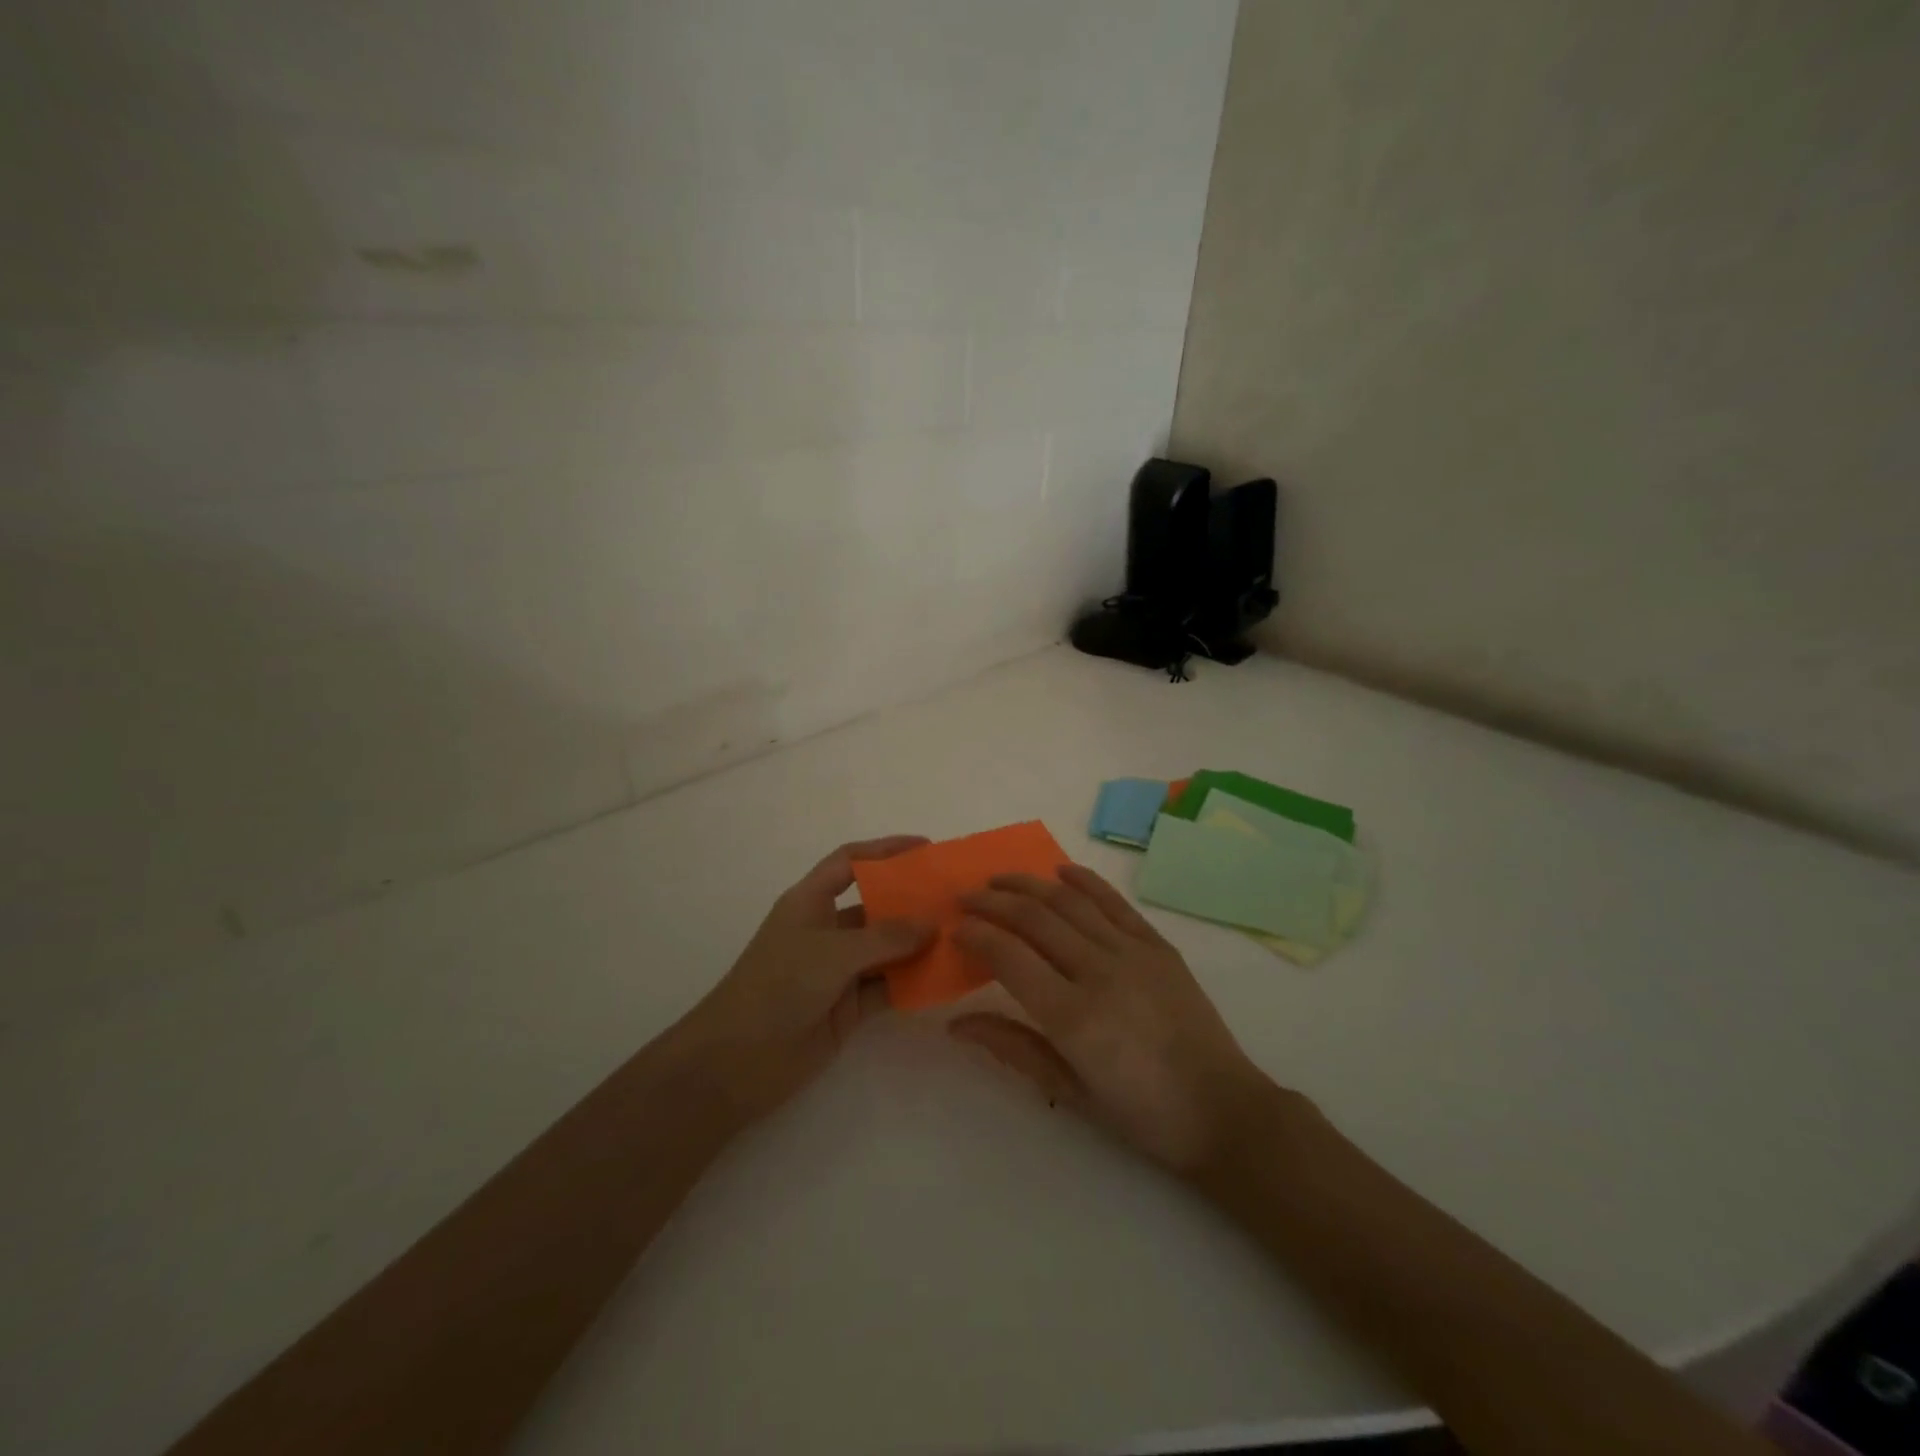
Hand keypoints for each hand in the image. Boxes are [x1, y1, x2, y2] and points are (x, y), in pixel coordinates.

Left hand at [686, 836, 933, 1121]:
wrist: (736, 1063)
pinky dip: (913, 983)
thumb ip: (885, 937)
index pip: (849, 862)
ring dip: (918, 944)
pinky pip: (888, 987)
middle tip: (956, 899)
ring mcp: (838, 970)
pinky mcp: (848, 1007)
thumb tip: (932, 923)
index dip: (884, 850)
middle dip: (912, 901)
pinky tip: (945, 979)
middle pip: (876, 906)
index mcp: (810, 902)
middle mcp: (826, 931)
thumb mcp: (831, 953)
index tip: (925, 848)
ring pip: (886, 949)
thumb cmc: (777, 987)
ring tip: (963, 937)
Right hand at [951, 864, 1282, 1171]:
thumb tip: (957, 1024)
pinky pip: (1113, 902)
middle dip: (993, 901)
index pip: (1009, 957)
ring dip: (1029, 884)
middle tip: (966, 896)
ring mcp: (1132, 952)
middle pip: (1034, 918)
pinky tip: (1060, 870)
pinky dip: (1084, 881)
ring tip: (1000, 878)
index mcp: (1073, 1016)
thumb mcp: (1070, 1091)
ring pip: (1069, 901)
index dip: (977, 936)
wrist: (1221, 1109)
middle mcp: (1099, 972)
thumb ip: (1013, 1048)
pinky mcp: (1157, 945)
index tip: (955, 929)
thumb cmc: (1141, 1113)